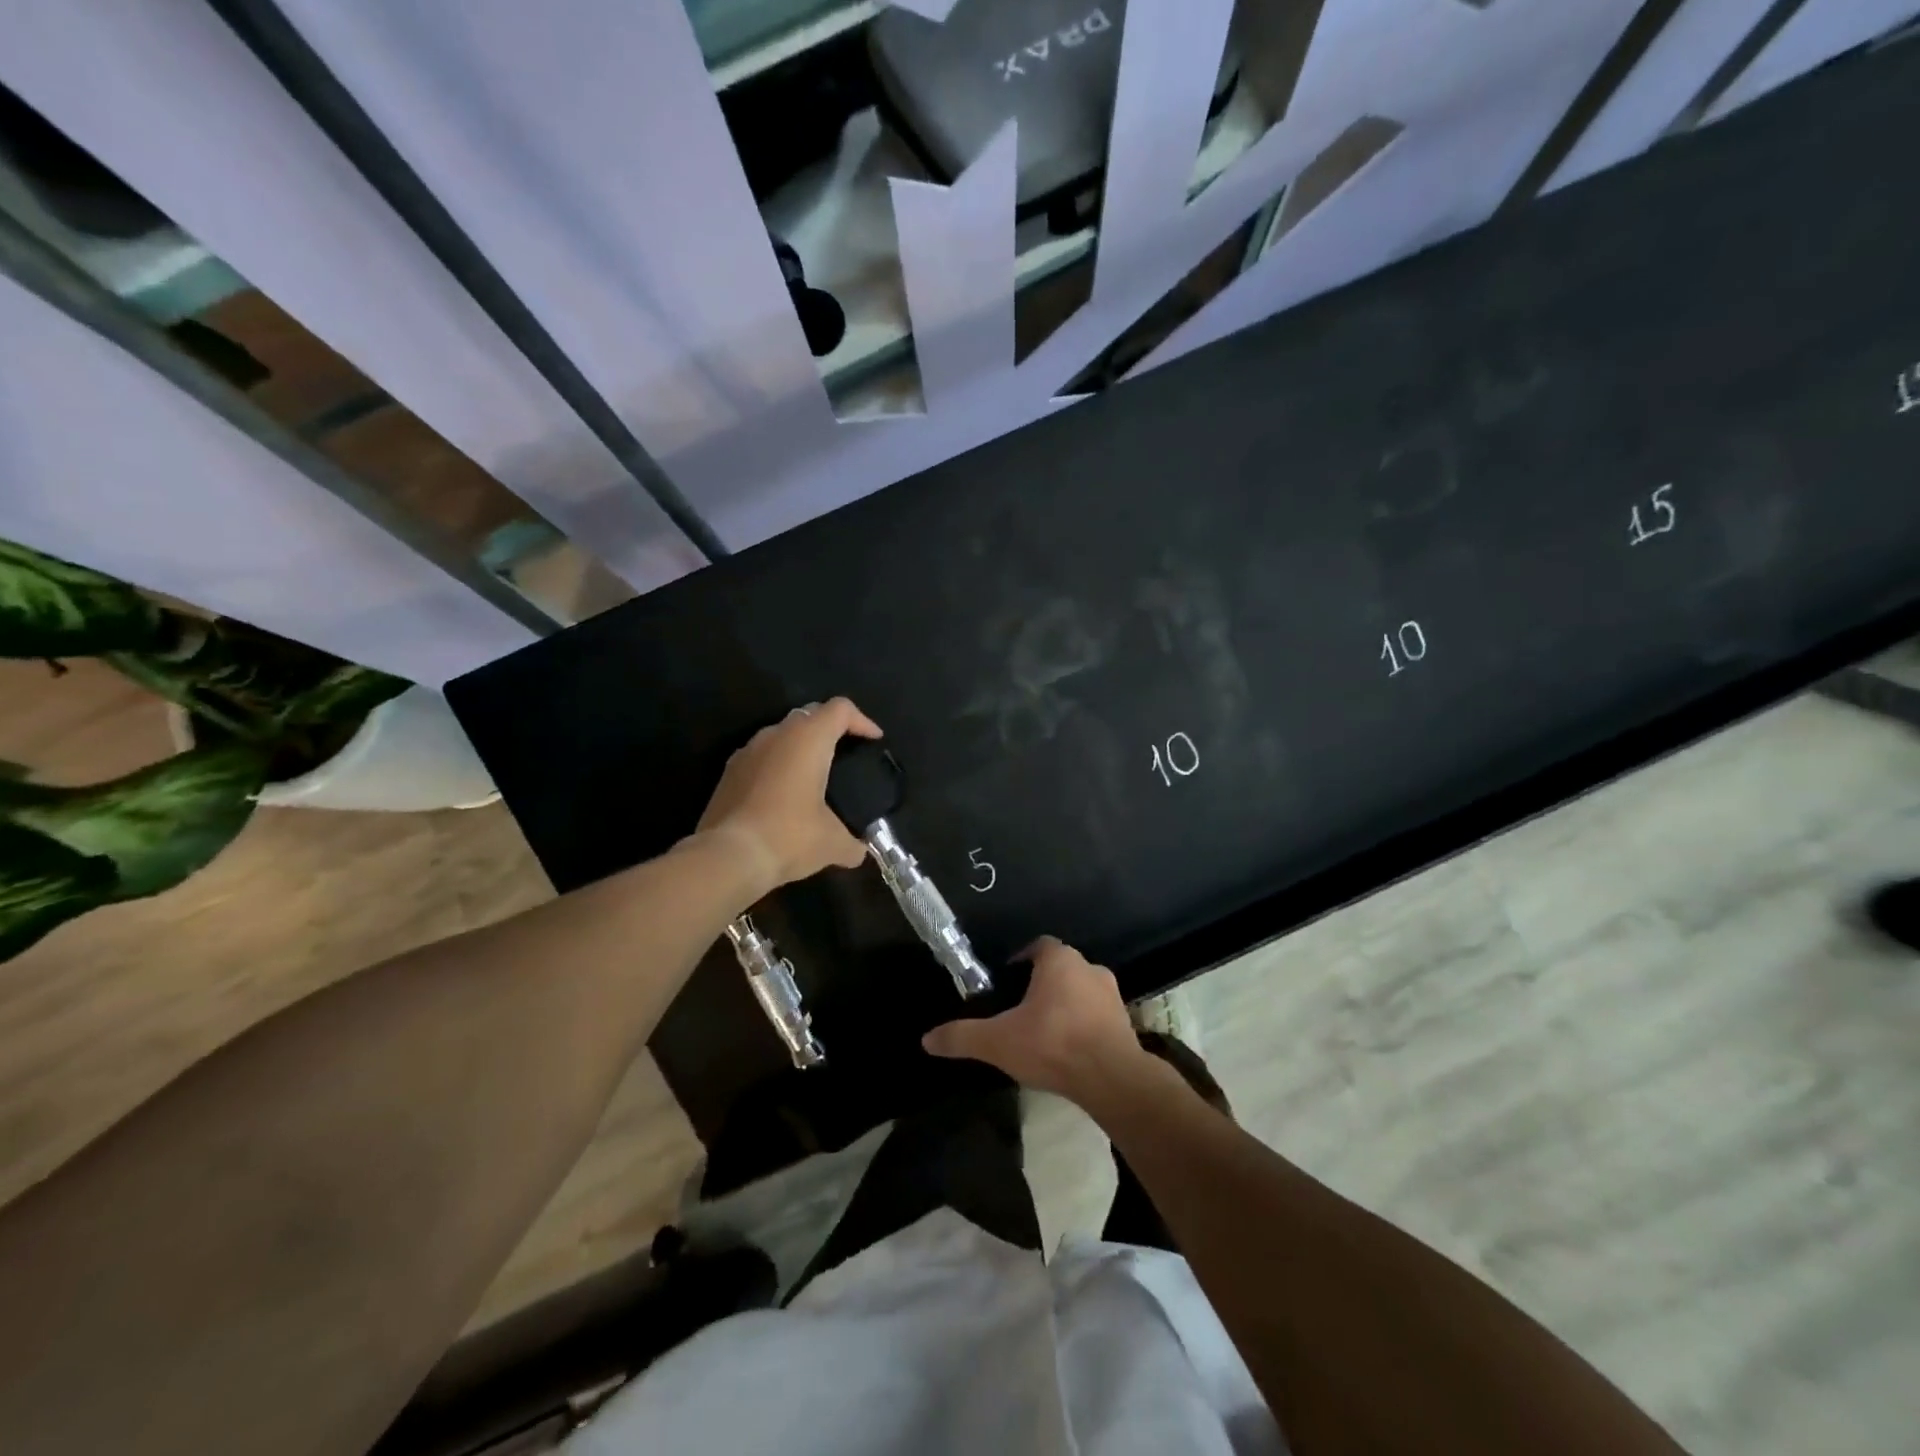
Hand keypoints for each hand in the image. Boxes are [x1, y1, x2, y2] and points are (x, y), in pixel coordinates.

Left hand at [695, 697, 881, 895]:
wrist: (728, 857)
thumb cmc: (789, 836)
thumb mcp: (833, 844)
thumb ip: (853, 843)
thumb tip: (859, 852)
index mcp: (808, 739)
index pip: (840, 709)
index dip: (861, 720)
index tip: (874, 739)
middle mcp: (776, 734)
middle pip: (809, 715)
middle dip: (830, 728)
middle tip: (847, 752)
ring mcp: (747, 751)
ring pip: (781, 734)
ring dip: (800, 746)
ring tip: (814, 774)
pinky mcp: (728, 772)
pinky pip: (761, 756)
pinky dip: (777, 765)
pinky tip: (783, 794)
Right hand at [923, 937, 1159, 1111]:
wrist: (1112, 1079)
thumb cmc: (1053, 1044)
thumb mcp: (998, 1041)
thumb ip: (962, 1036)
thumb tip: (926, 1039)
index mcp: (1059, 960)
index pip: (1038, 946)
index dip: (1020, 959)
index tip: (1006, 981)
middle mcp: (1089, 967)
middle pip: (1059, 968)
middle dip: (1041, 984)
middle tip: (1020, 1009)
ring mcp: (1111, 995)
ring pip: (1080, 990)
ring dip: (1064, 1004)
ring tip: (1043, 1031)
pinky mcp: (1125, 1022)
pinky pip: (1097, 1014)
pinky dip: (1083, 1024)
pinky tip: (1068, 1049)